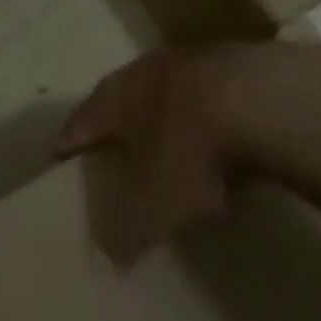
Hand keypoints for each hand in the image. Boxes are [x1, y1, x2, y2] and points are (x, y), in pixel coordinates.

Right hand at [55, 45, 266, 266]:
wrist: (261, 99)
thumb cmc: (191, 151)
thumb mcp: (158, 205)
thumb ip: (130, 233)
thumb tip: (110, 261)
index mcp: (114, 99)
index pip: (80, 122)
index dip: (69, 141)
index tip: (59, 154)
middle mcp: (142, 72)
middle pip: (119, 97)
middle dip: (115, 121)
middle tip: (111, 145)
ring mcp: (187, 60)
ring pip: (162, 90)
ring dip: (160, 111)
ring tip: (165, 138)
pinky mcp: (228, 60)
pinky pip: (203, 90)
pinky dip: (201, 110)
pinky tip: (215, 132)